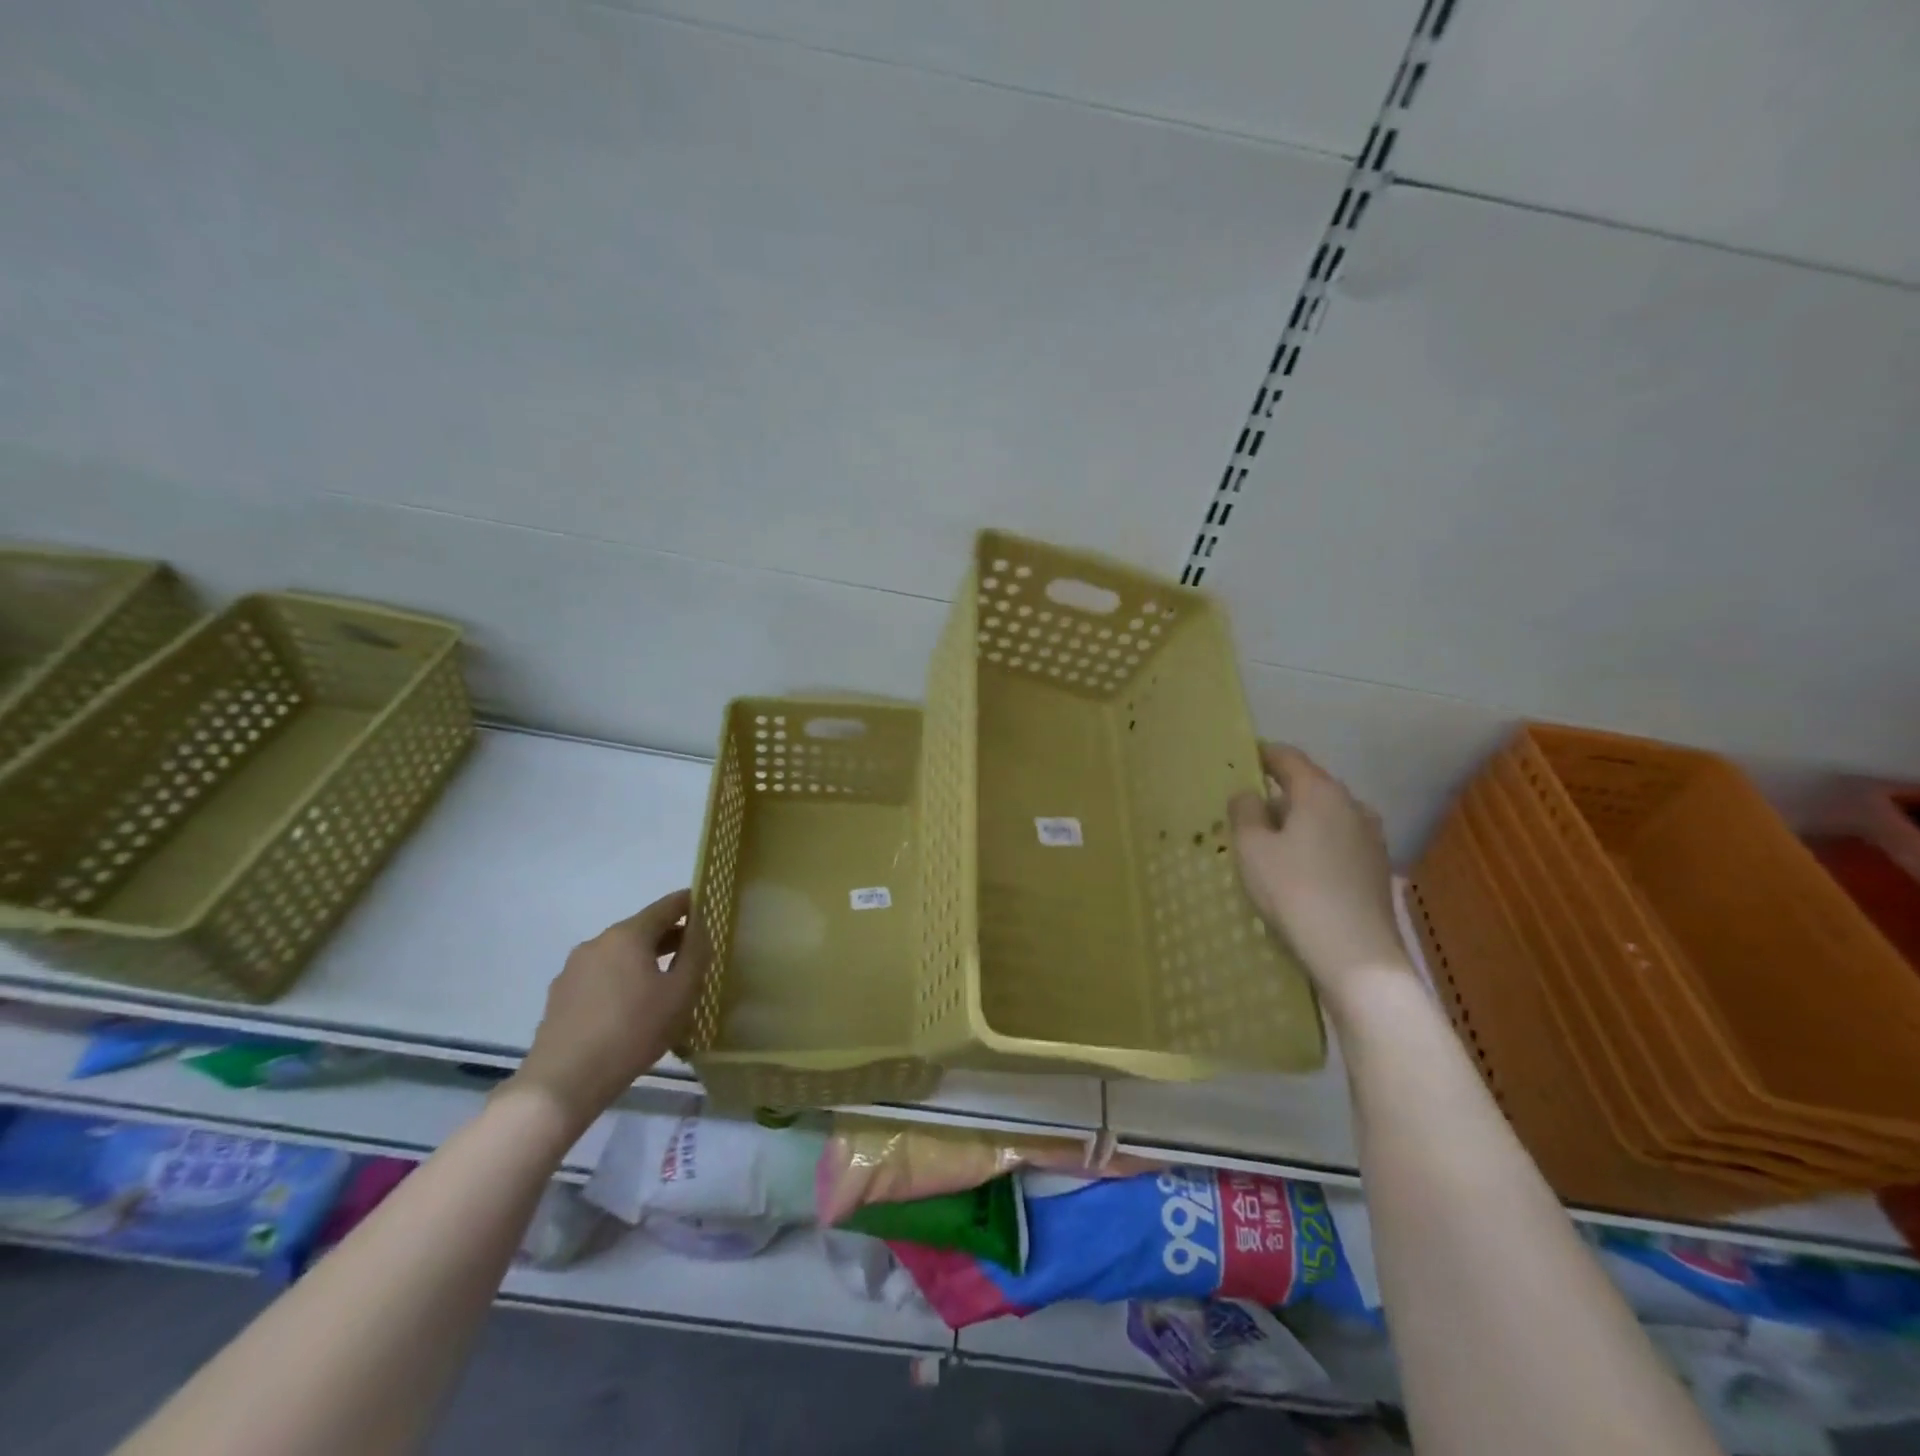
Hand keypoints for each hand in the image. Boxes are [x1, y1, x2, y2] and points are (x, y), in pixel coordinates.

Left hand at [512, 889, 708, 1130]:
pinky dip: (621, 980)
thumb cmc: (633, 1031)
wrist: (563, 1082)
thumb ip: (695, 953)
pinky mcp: (560, 996)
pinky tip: (630, 1008)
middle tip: (693, 952)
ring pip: (619, 954)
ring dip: (643, 960)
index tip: (708, 905)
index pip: (667, 906)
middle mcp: (598, 942)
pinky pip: (600, 977)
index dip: (690, 903)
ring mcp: (573, 969)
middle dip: (668, 936)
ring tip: (663, 984)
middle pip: (641, 929)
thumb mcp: (680, 993)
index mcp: (628, 935)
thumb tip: (700, 927)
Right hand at [1228, 743, 1408, 999]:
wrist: (1357, 957)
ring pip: (1325, 817)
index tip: (1240, 759)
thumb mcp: (1252, 849)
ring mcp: (1371, 838)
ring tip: (1270, 845)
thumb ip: (1245, 812)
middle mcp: (1352, 806)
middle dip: (1277, 794)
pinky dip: (1315, 845)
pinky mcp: (1377, 869)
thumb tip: (1249, 794)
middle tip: (1246, 812)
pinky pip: (1338, 842)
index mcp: (1320, 792)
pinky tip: (1299, 871)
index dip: (1261, 754)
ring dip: (1298, 822)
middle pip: (1309, 787)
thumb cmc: (1295, 892)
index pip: (1287, 757)